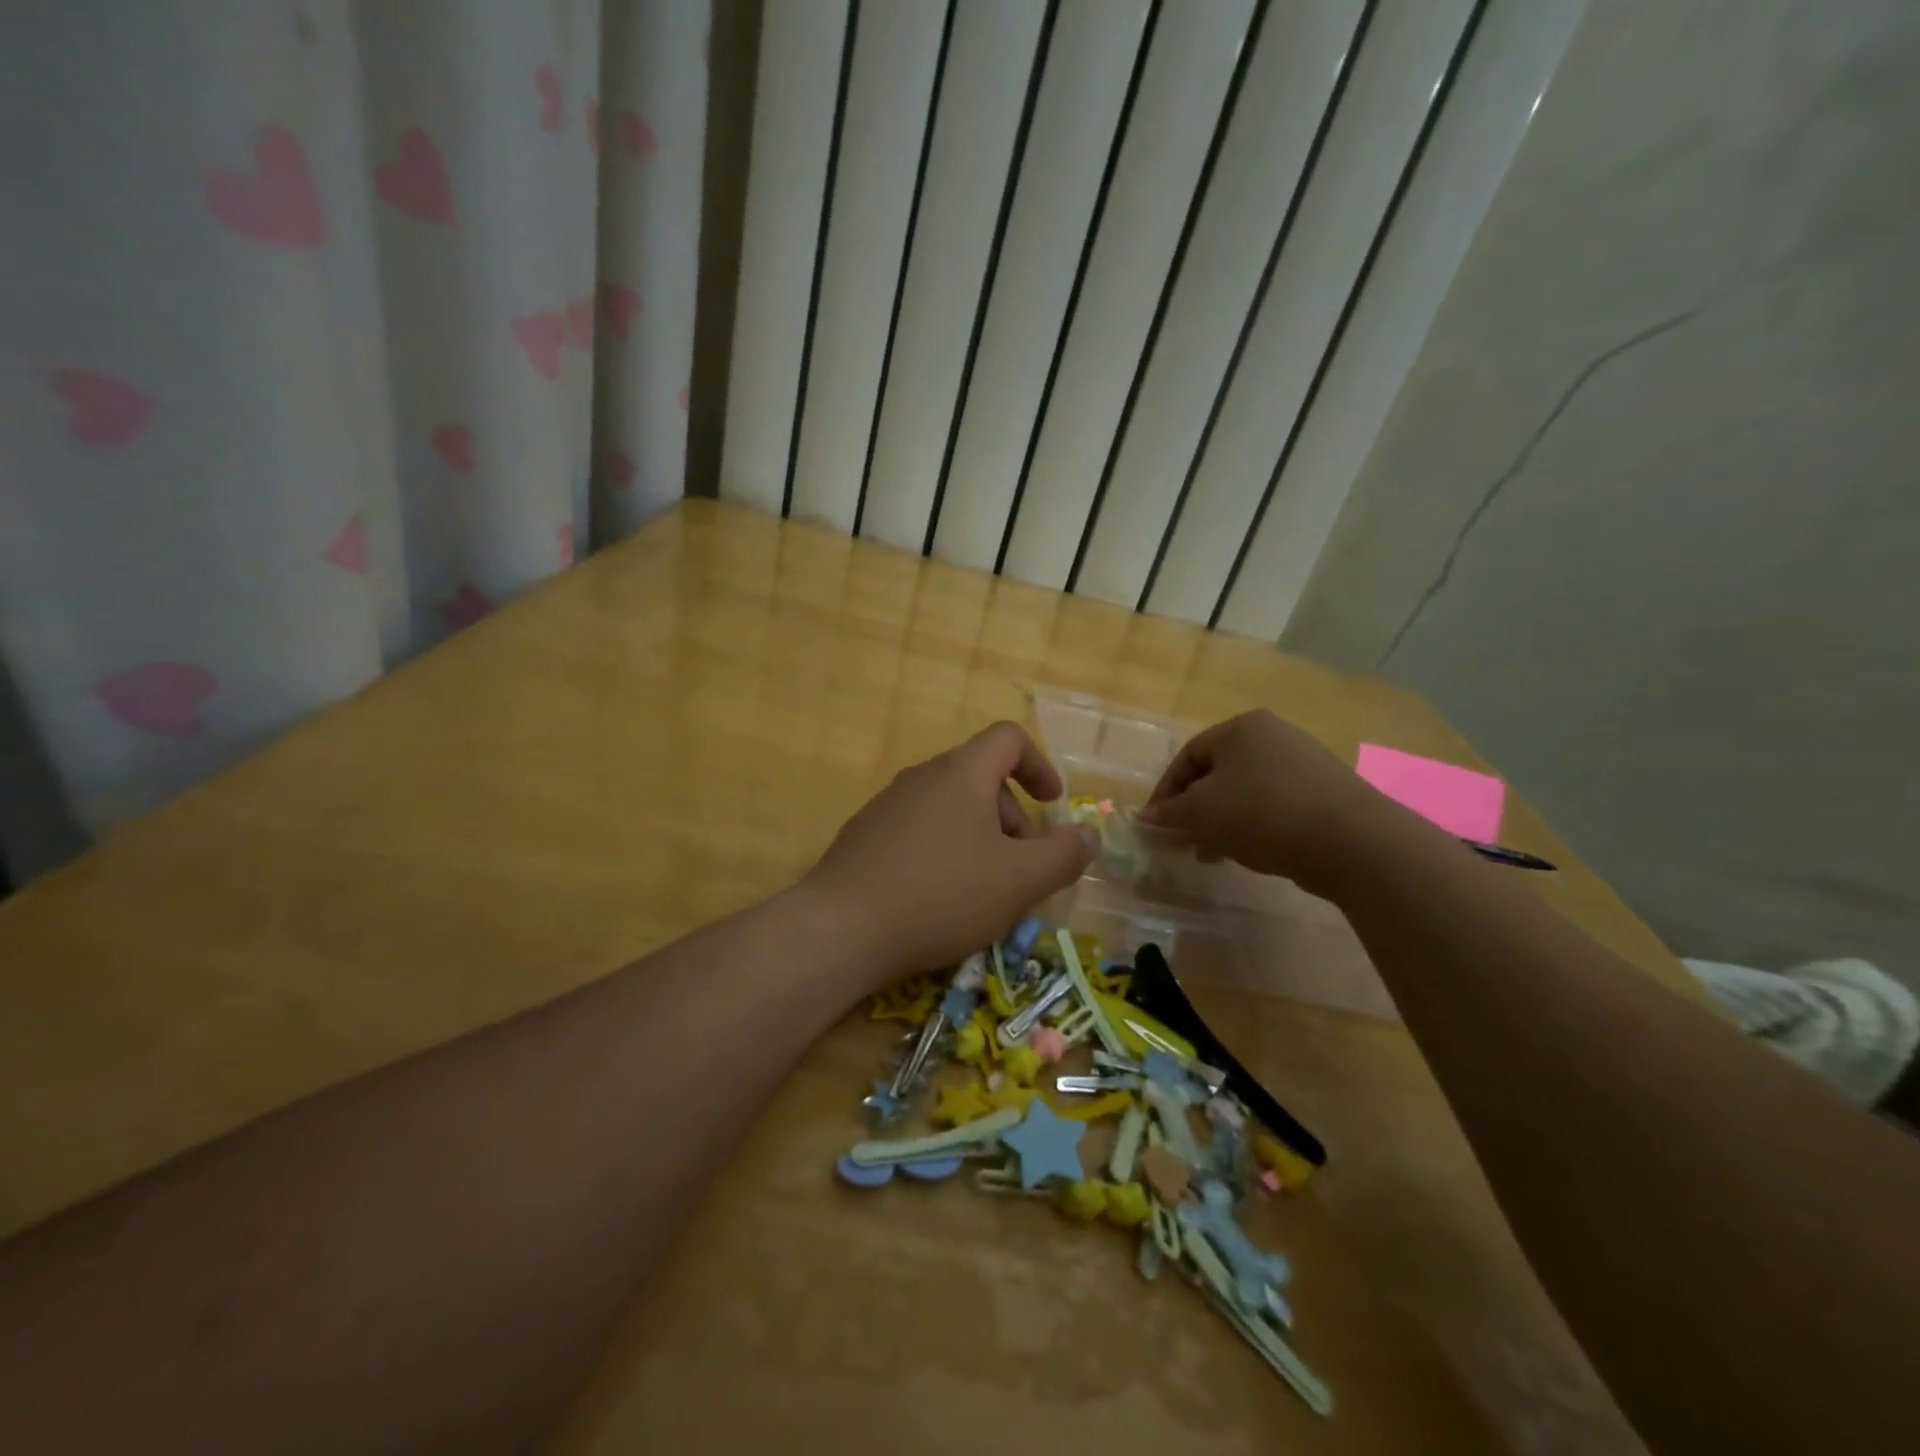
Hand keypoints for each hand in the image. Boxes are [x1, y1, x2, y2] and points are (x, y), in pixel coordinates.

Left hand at [806, 722, 1098, 981]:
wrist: (842, 928)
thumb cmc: (942, 894)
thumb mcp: (1019, 881)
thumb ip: (1063, 855)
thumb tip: (1089, 836)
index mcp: (961, 773)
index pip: (1008, 738)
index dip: (1039, 765)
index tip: (1052, 805)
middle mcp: (922, 776)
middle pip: (980, 777)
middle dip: (1012, 817)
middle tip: (1020, 868)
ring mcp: (887, 805)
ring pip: (949, 807)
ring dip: (979, 838)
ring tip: (983, 890)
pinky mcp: (864, 836)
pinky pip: (919, 830)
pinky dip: (944, 851)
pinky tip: (938, 899)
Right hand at [1141, 710, 1390, 893]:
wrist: (1350, 840)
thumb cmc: (1262, 812)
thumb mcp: (1201, 812)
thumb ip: (1169, 814)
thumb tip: (1146, 818)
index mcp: (1242, 727)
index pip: (1188, 756)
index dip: (1165, 791)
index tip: (1154, 824)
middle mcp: (1275, 736)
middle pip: (1218, 772)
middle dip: (1194, 808)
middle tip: (1182, 839)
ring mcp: (1306, 763)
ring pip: (1246, 791)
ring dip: (1222, 821)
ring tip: (1211, 853)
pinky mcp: (1327, 793)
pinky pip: (1275, 806)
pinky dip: (1254, 826)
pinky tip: (1249, 853)